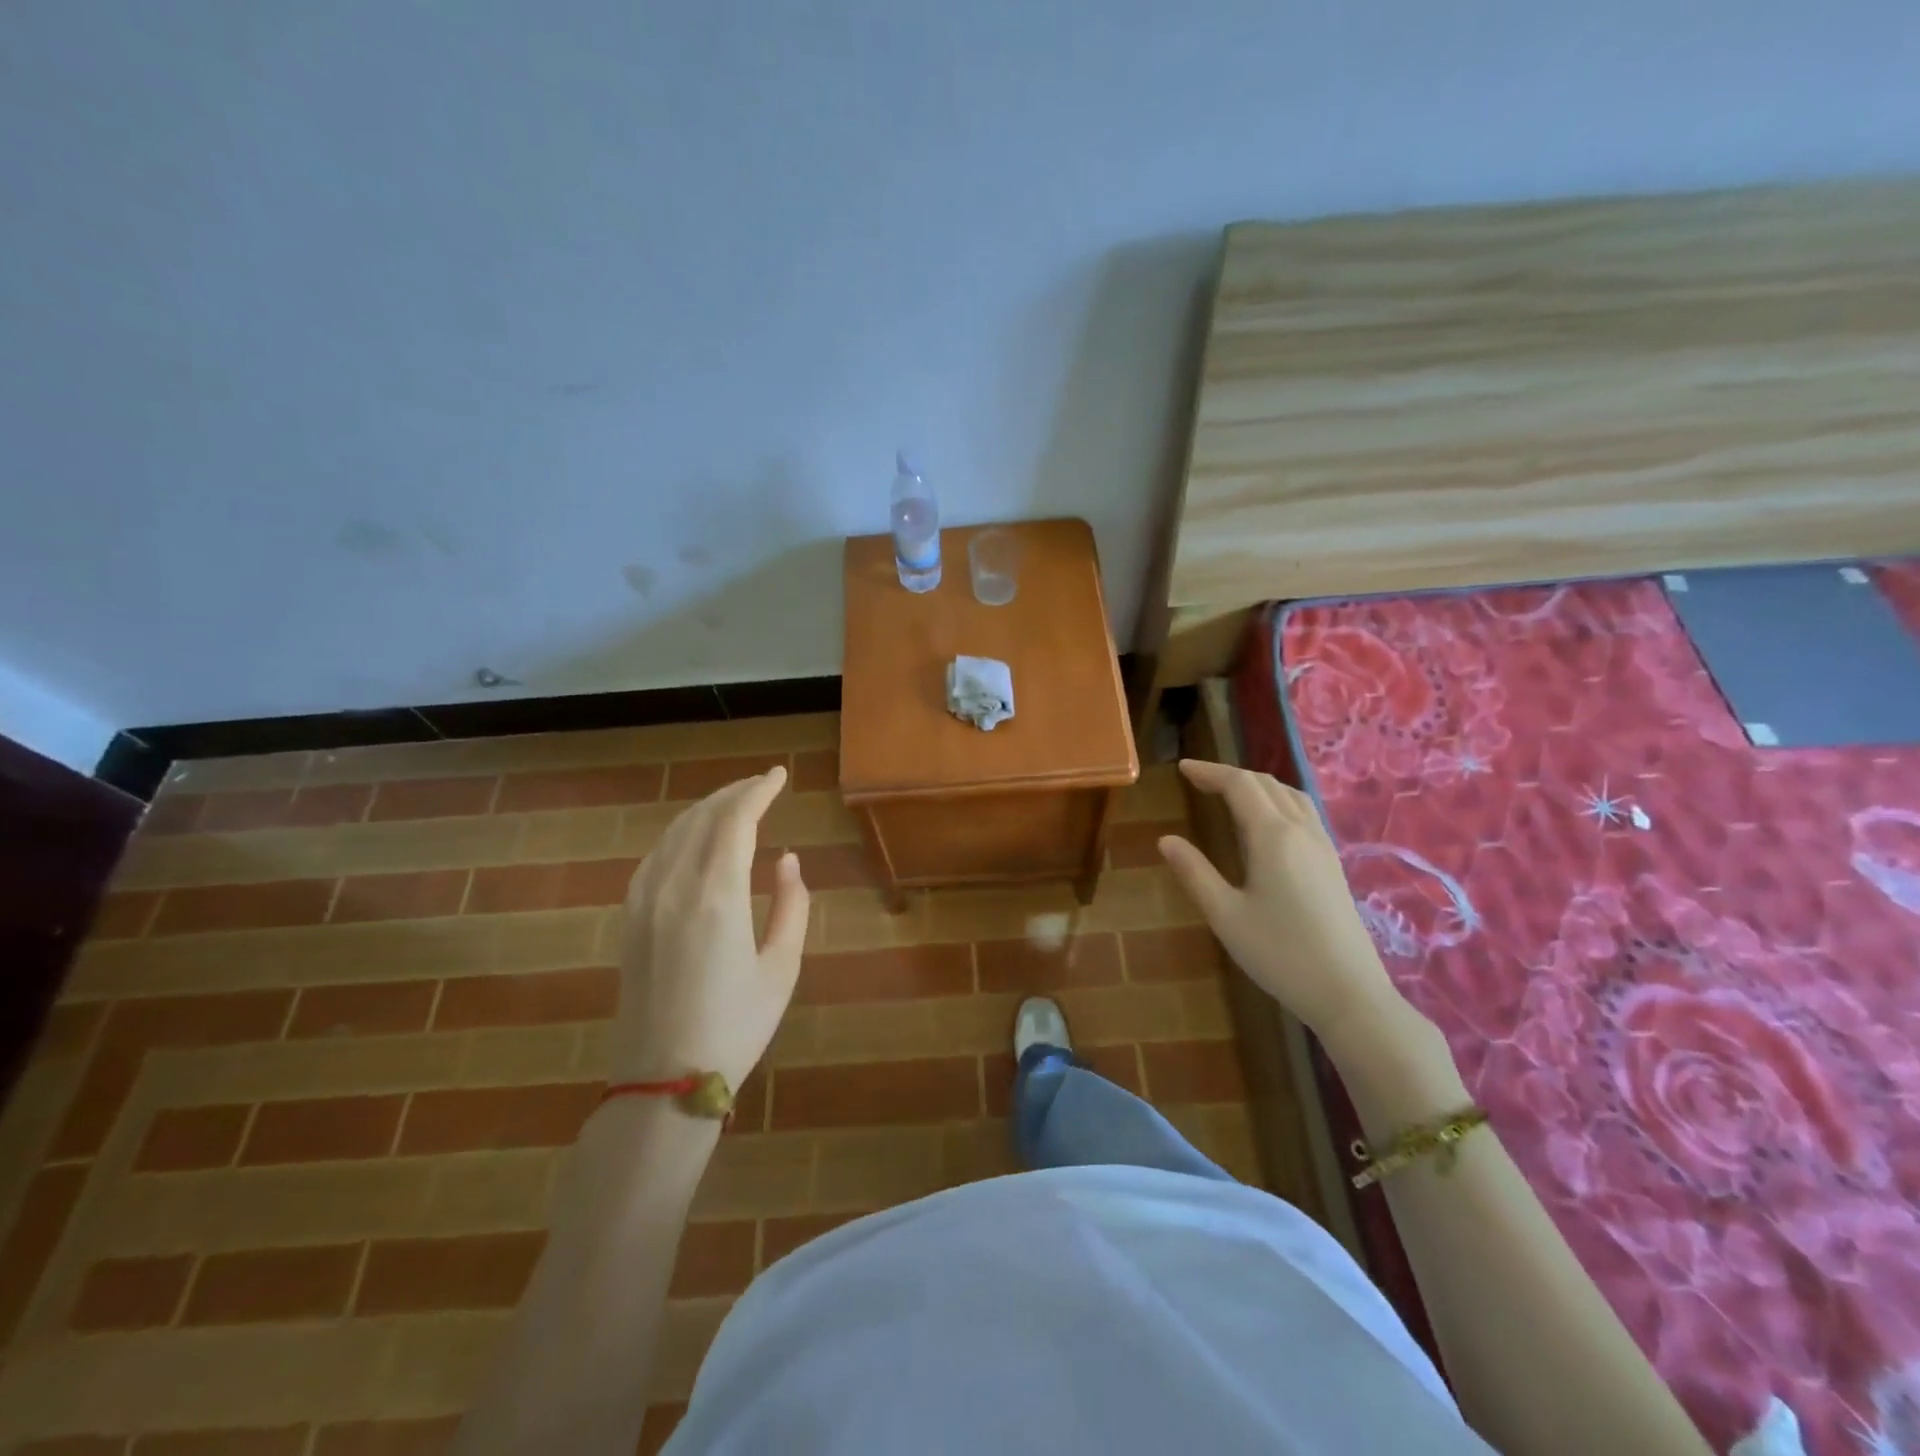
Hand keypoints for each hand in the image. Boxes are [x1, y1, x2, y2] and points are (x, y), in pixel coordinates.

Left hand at [612, 766, 809, 1089]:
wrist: (662, 1082)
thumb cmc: (735, 1026)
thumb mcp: (782, 968)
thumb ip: (791, 906)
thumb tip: (787, 860)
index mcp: (717, 896)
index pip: (736, 820)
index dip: (759, 791)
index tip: (780, 776)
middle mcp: (674, 886)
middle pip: (702, 818)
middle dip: (735, 794)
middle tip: (764, 784)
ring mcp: (644, 901)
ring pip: (674, 833)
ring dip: (706, 810)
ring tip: (735, 804)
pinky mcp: (629, 919)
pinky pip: (654, 856)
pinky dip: (680, 834)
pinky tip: (694, 840)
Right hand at [1157, 759, 1405, 1044]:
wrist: (1349, 993)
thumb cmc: (1280, 954)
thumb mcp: (1225, 915)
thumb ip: (1195, 873)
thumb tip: (1166, 840)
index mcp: (1273, 836)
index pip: (1239, 785)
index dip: (1209, 772)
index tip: (1182, 769)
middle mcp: (1301, 830)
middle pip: (1266, 783)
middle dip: (1230, 775)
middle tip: (1199, 780)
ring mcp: (1323, 846)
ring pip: (1290, 795)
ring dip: (1257, 785)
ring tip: (1231, 793)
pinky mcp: (1333, 864)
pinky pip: (1304, 812)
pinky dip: (1278, 800)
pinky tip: (1268, 823)